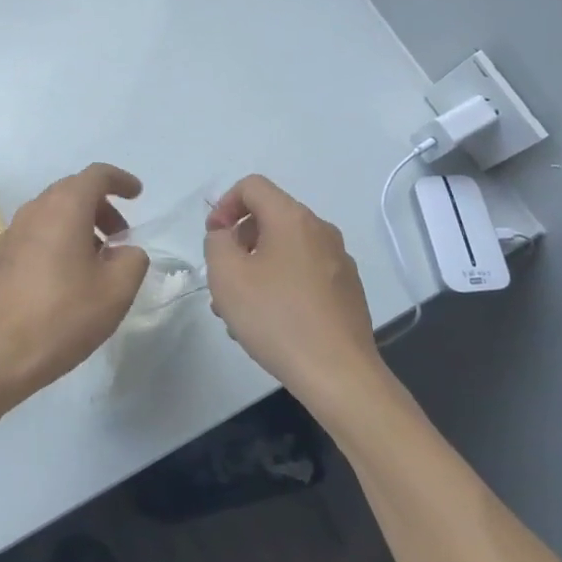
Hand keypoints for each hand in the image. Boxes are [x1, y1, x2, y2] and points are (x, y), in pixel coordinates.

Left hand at [0, 163, 150, 404]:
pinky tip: (66, 277)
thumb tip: (125, 251)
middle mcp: (34, 211)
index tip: (137, 195)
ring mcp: (12, 233)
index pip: (96, 175)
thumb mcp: (116, 291)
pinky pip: (36, 234)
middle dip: (101, 207)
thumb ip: (132, 260)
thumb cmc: (63, 317)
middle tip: (121, 237)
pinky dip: (58, 240)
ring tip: (96, 260)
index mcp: (64, 209)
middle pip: (72, 191)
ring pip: (52, 213)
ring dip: (79, 225)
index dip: (120, 180)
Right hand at [203, 175, 380, 403]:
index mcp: (293, 219)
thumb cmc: (276, 318)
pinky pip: (303, 273)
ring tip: (239, 310)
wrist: (339, 374)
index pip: (252, 186)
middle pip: (269, 218)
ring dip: (256, 268)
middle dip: (239, 242)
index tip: (213, 238)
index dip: (224, 205)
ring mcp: (339, 262)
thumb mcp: (227, 275)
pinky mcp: (347, 291)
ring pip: (285, 250)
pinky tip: (269, 323)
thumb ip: (217, 242)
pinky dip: (280, 285)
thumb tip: (228, 236)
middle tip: (222, 279)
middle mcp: (321, 231)